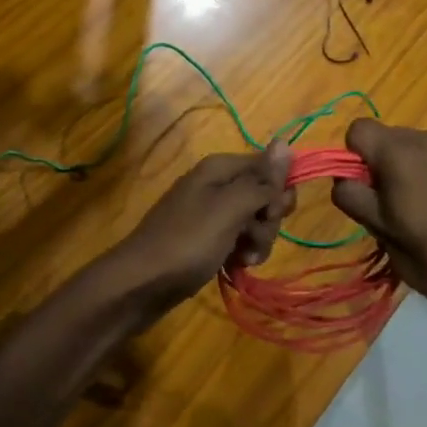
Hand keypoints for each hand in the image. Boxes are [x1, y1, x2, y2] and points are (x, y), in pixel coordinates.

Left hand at [105, 142, 294, 316]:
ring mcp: (210, 213)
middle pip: (263, 195)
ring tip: (243, 260)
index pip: (269, 166)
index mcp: (219, 168)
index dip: (278, 191)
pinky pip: (237, 240)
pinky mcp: (206, 239)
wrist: (141, 284)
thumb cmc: (188, 242)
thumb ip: (261, 179)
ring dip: (256, 242)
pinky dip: (241, 253)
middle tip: (252, 239)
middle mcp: (215, 184)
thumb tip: (286, 142)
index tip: (272, 214)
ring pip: (253, 222)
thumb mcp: (230, 208)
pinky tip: (234, 267)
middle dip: (267, 220)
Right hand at [330, 120, 426, 332]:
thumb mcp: (381, 232)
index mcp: (401, 153)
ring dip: (413, 167)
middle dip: (385, 163)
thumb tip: (344, 178)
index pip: (359, 129)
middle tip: (398, 205)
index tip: (369, 190)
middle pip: (390, 136)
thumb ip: (353, 196)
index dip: (355, 157)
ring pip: (419, 146)